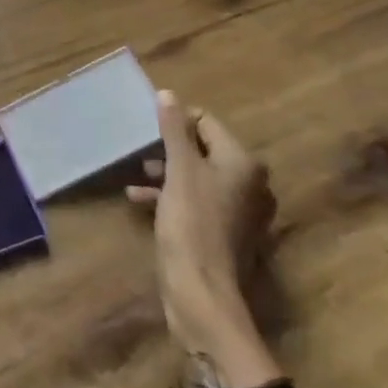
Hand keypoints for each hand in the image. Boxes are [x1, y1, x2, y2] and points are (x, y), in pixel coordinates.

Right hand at [128, 91, 282, 386]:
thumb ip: (173, 130)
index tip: (148, 129)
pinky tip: (140, 201)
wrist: (202, 294)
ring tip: (138, 177)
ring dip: (167, 173)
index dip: (177, 122)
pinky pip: (198, 202)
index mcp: (243, 163)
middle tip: (141, 153)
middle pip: (204, 150)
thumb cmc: (191, 224)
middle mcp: (250, 183)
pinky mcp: (226, 234)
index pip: (207, 123)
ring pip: (199, 177)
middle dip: (170, 149)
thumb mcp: (178, 171)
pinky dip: (172, 196)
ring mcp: (240, 212)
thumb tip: (168, 93)